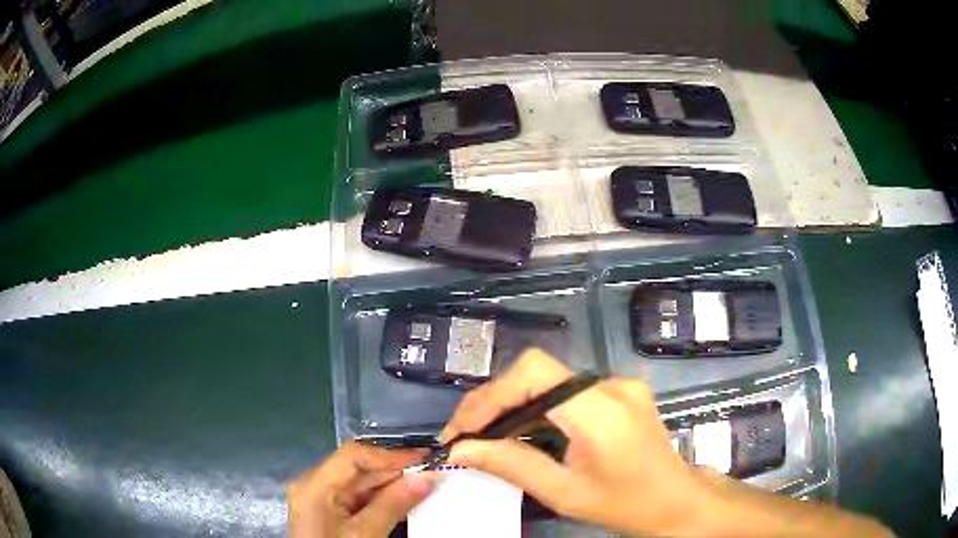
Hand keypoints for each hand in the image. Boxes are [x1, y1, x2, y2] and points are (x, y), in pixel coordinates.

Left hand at [288, 441, 439, 537]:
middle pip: (358, 470)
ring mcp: (321, 502)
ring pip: (361, 486)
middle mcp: (315, 487)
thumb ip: (393, 504)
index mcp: (316, 485)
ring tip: (426, 488)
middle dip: (395, 472)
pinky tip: (405, 505)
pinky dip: (382, 502)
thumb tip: (427, 477)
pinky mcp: (330, 516)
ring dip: (392, 488)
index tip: (425, 460)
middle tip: (432, 474)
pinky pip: (358, 501)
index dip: (391, 455)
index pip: (354, 455)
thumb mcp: (365, 533)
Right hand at [440, 348, 714, 535]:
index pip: (534, 372)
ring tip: (486, 436)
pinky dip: (538, 407)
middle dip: (493, 402)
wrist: (676, 500)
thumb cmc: (623, 505)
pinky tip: (526, 432)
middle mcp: (611, 385)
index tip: (462, 430)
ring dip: (513, 405)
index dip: (491, 395)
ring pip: (549, 380)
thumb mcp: (564, 493)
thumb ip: (512, 465)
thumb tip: (461, 450)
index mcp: (600, 411)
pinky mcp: (621, 391)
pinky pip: (567, 390)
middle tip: (464, 436)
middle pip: (536, 372)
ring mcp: (619, 384)